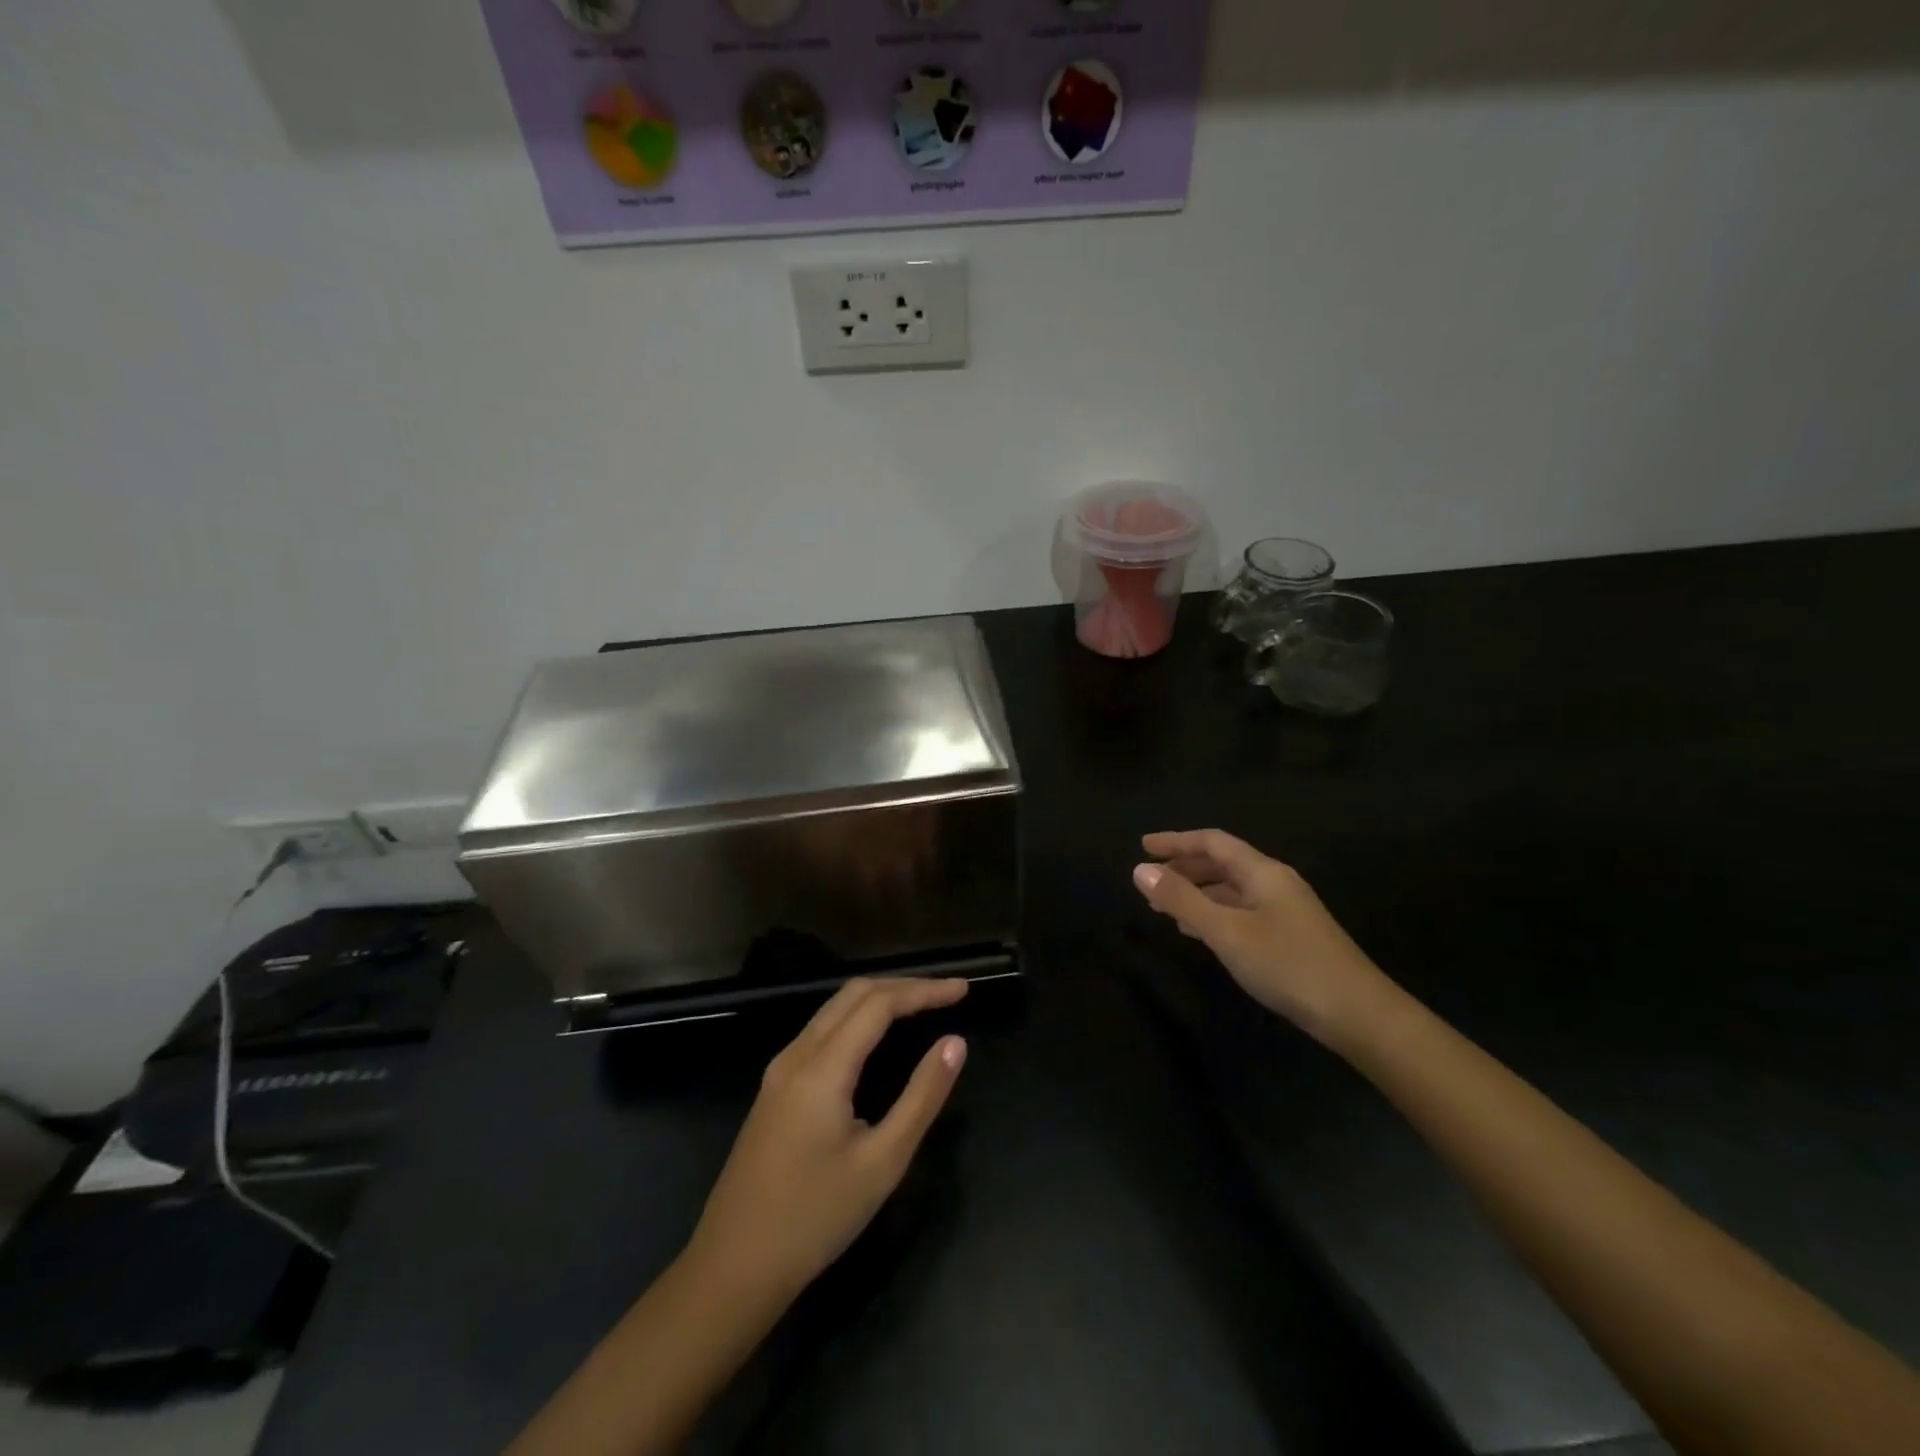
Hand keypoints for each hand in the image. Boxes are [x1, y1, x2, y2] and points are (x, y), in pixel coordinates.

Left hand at [686, 977, 968, 1305]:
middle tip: (947, 995)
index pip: (879, 1003)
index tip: (962, 990)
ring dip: (879, 999)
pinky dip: (858, 1019)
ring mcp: (780, 1070)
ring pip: (834, 1009)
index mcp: (822, 1067)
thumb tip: (954, 1043)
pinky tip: (878, 1038)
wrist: (732, 1268)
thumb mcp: (882, 1163)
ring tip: (922, 1007)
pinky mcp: (775, 1088)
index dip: (924, 990)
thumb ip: (922, 1097)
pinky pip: (822, 1031)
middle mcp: (797, 1054)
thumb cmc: (814, 1218)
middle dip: (904, 986)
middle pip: (854, 994)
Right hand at [1134, 829, 1393, 1042]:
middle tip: (1149, 880)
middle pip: (1223, 863)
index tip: (1143, 846)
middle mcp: (1275, 883)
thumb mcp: (1227, 931)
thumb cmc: (1288, 965)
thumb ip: (1182, 899)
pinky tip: (1199, 932)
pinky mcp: (1289, 936)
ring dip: (1196, 892)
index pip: (1212, 842)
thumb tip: (1140, 870)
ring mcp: (1285, 910)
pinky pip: (1241, 911)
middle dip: (1184, 867)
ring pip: (1231, 889)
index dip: (1176, 841)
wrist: (1358, 1014)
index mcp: (1263, 872)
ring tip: (1164, 907)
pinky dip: (1213, 913)